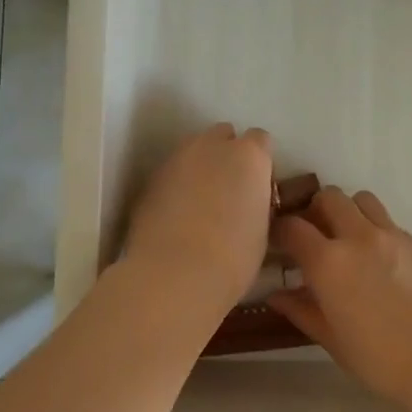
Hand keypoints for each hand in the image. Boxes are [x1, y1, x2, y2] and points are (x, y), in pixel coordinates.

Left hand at [123, 124, 274, 312]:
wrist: (173, 275)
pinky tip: (176, 216)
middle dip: (227, 155)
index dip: (260, 163)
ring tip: (200, 204)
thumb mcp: (262, 230)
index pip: (261, 140)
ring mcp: (177, 158)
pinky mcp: (150, 178)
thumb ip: (256, 202)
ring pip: (193, 151)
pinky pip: (171, 173)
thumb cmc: (233, 258)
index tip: (258, 188)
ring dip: (200, 168)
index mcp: (250, 156)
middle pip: (223, 135)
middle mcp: (212, 146)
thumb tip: (249, 203)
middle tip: (229, 191)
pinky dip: (176, 186)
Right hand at [268, 187, 411, 407]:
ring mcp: (392, 235)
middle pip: (329, 197)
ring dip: (349, 211)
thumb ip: (301, 310)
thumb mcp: (330, 338)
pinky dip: (377, 231)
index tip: (279, 242)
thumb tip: (276, 295)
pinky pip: (389, 222)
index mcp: (329, 262)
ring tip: (350, 238)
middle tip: (316, 235)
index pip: (293, 226)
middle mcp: (358, 237)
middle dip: (316, 210)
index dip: (281, 230)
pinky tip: (381, 260)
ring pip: (363, 200)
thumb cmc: (377, 357)